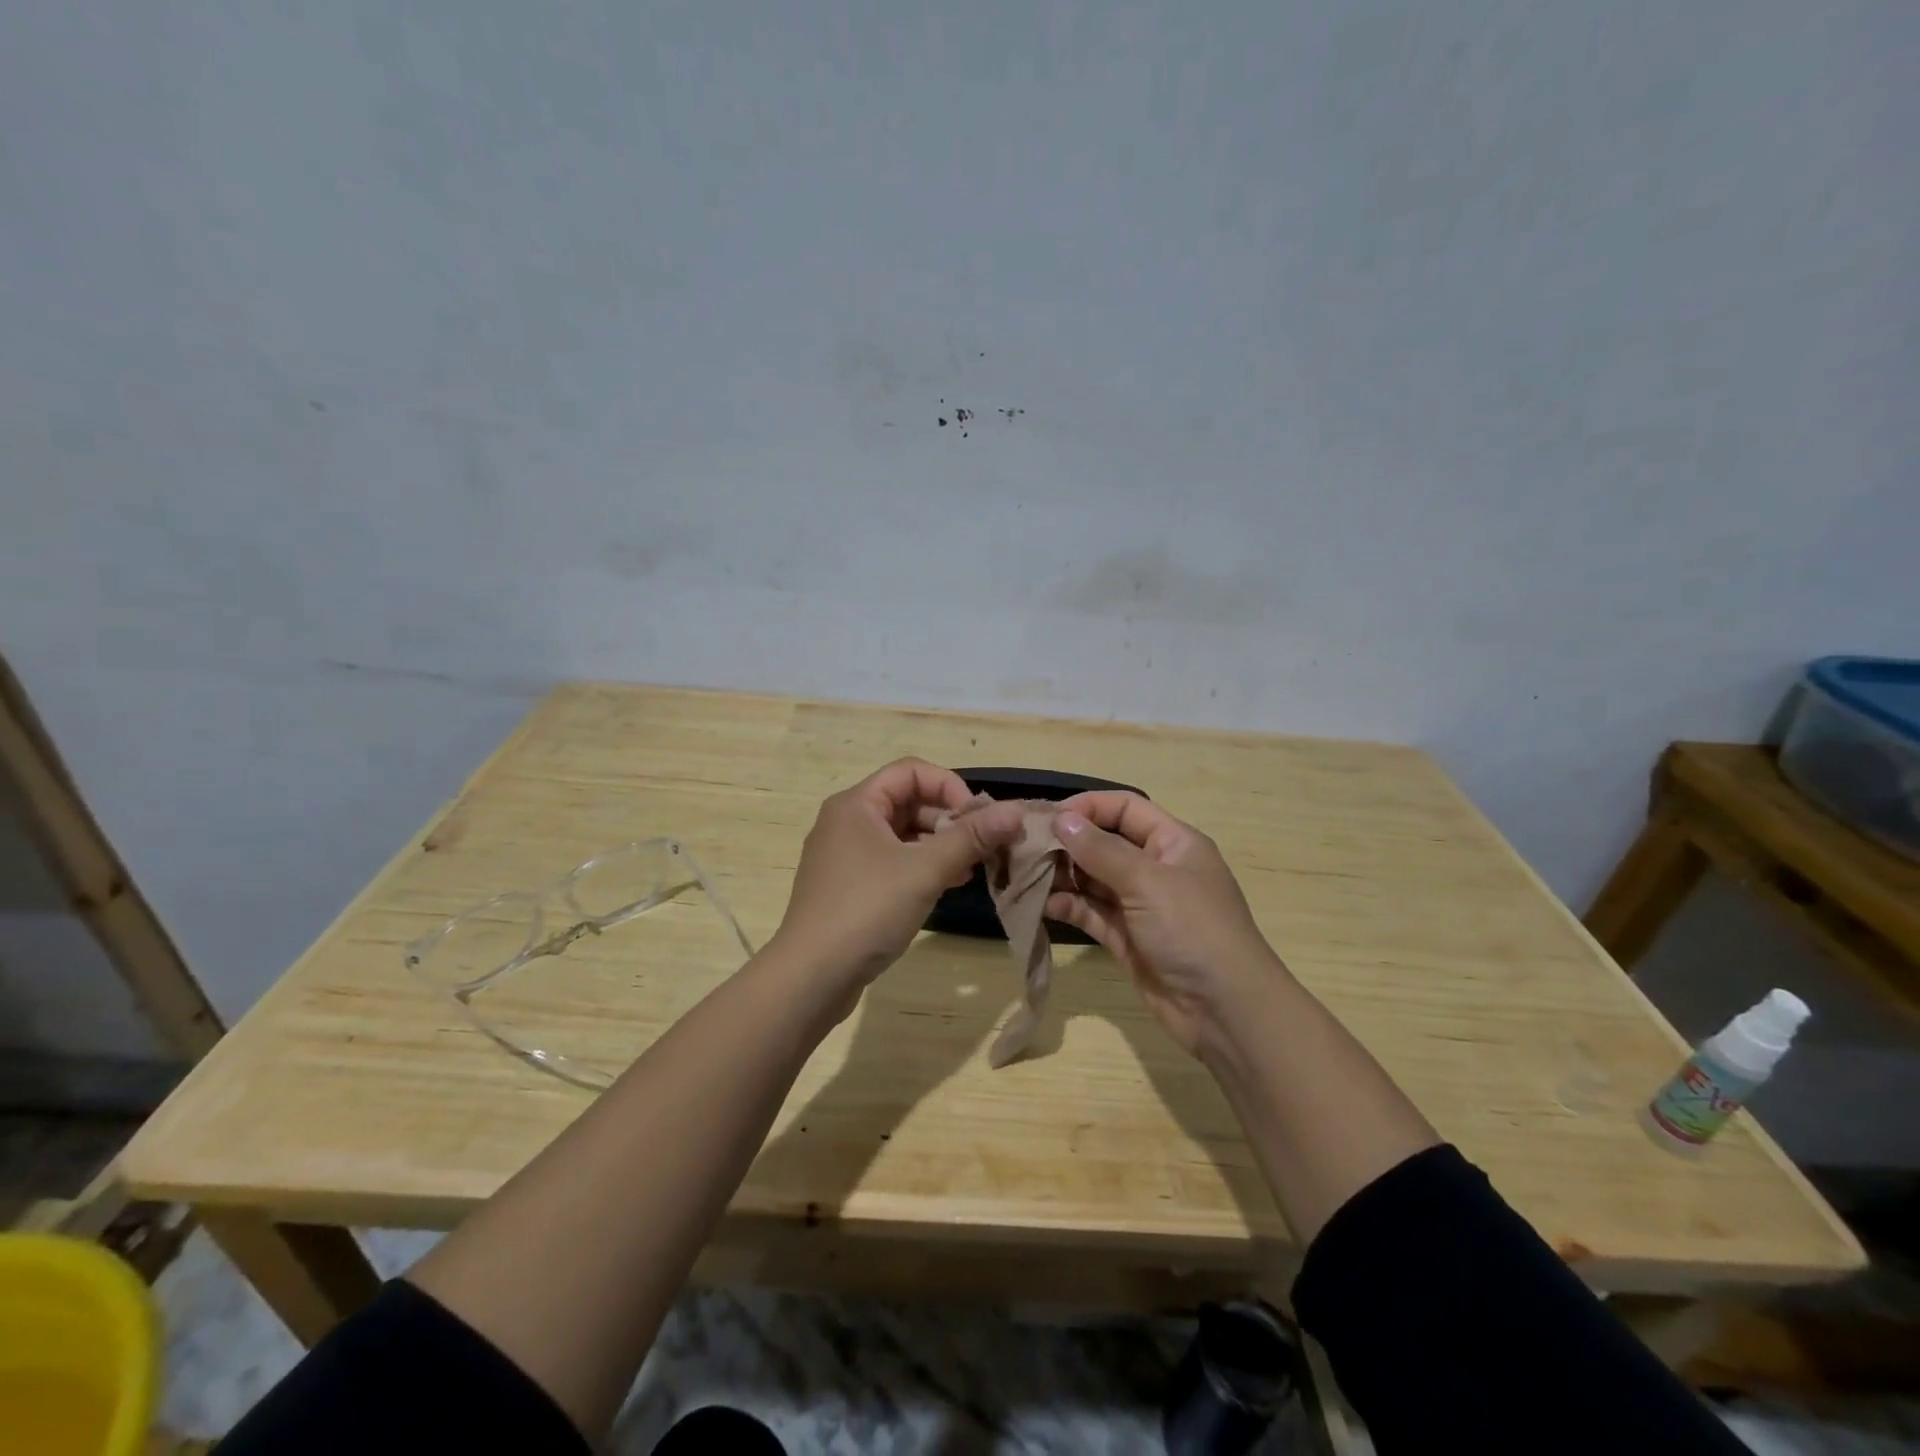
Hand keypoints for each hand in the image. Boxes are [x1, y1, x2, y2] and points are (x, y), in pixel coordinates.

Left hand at [771, 759, 1023, 1002]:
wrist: (810, 978)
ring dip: (940, 845)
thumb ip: (971, 837)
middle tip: (984, 847)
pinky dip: (922, 867)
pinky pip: (893, 862)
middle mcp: (847, 822)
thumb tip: (1015, 812)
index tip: (978, 819)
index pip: (911, 771)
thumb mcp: (924, 870)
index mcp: (856, 804)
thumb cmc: (866, 911)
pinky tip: (949, 885)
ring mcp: (846, 856)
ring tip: (974, 867)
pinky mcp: (849, 887)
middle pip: (908, 802)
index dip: (950, 787)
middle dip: (950, 820)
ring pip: (903, 835)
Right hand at [1044, 792, 1286, 1056]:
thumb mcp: (1147, 881)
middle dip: (1068, 844)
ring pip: (1094, 880)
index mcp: (1173, 843)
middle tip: (1026, 848)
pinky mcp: (1127, 939)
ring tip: (1028, 876)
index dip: (1088, 807)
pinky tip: (1045, 906)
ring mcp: (1141, 906)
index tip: (1048, 817)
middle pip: (1105, 843)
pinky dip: (1070, 907)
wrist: (1225, 1010)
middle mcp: (1156, 869)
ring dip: (1064, 876)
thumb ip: (1100, 850)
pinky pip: (1092, 913)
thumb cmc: (1193, 929)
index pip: (1125, 809)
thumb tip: (1061, 819)